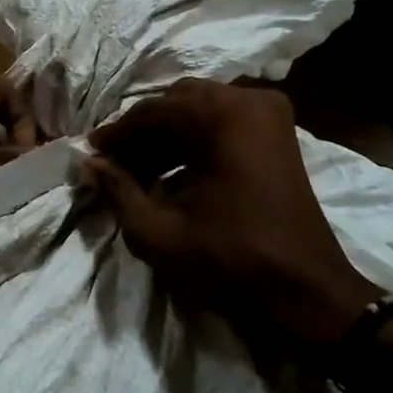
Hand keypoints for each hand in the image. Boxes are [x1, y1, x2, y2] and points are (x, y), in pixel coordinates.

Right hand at [85, 79, 380, 348]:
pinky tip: (171, 176)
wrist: (305, 291)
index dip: (117, 134)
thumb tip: (87, 163)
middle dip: (142, 133)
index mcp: (222, 114)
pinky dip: (194, 144)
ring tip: (136, 175)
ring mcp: (270, 116)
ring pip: (201, 113)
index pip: (152, 111)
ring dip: (167, 139)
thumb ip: (117, 190)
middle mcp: (249, 100)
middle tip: (113, 165)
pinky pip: (224, 125)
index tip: (90, 154)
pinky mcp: (279, 135)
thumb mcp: (158, 231)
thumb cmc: (229, 260)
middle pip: (177, 104)